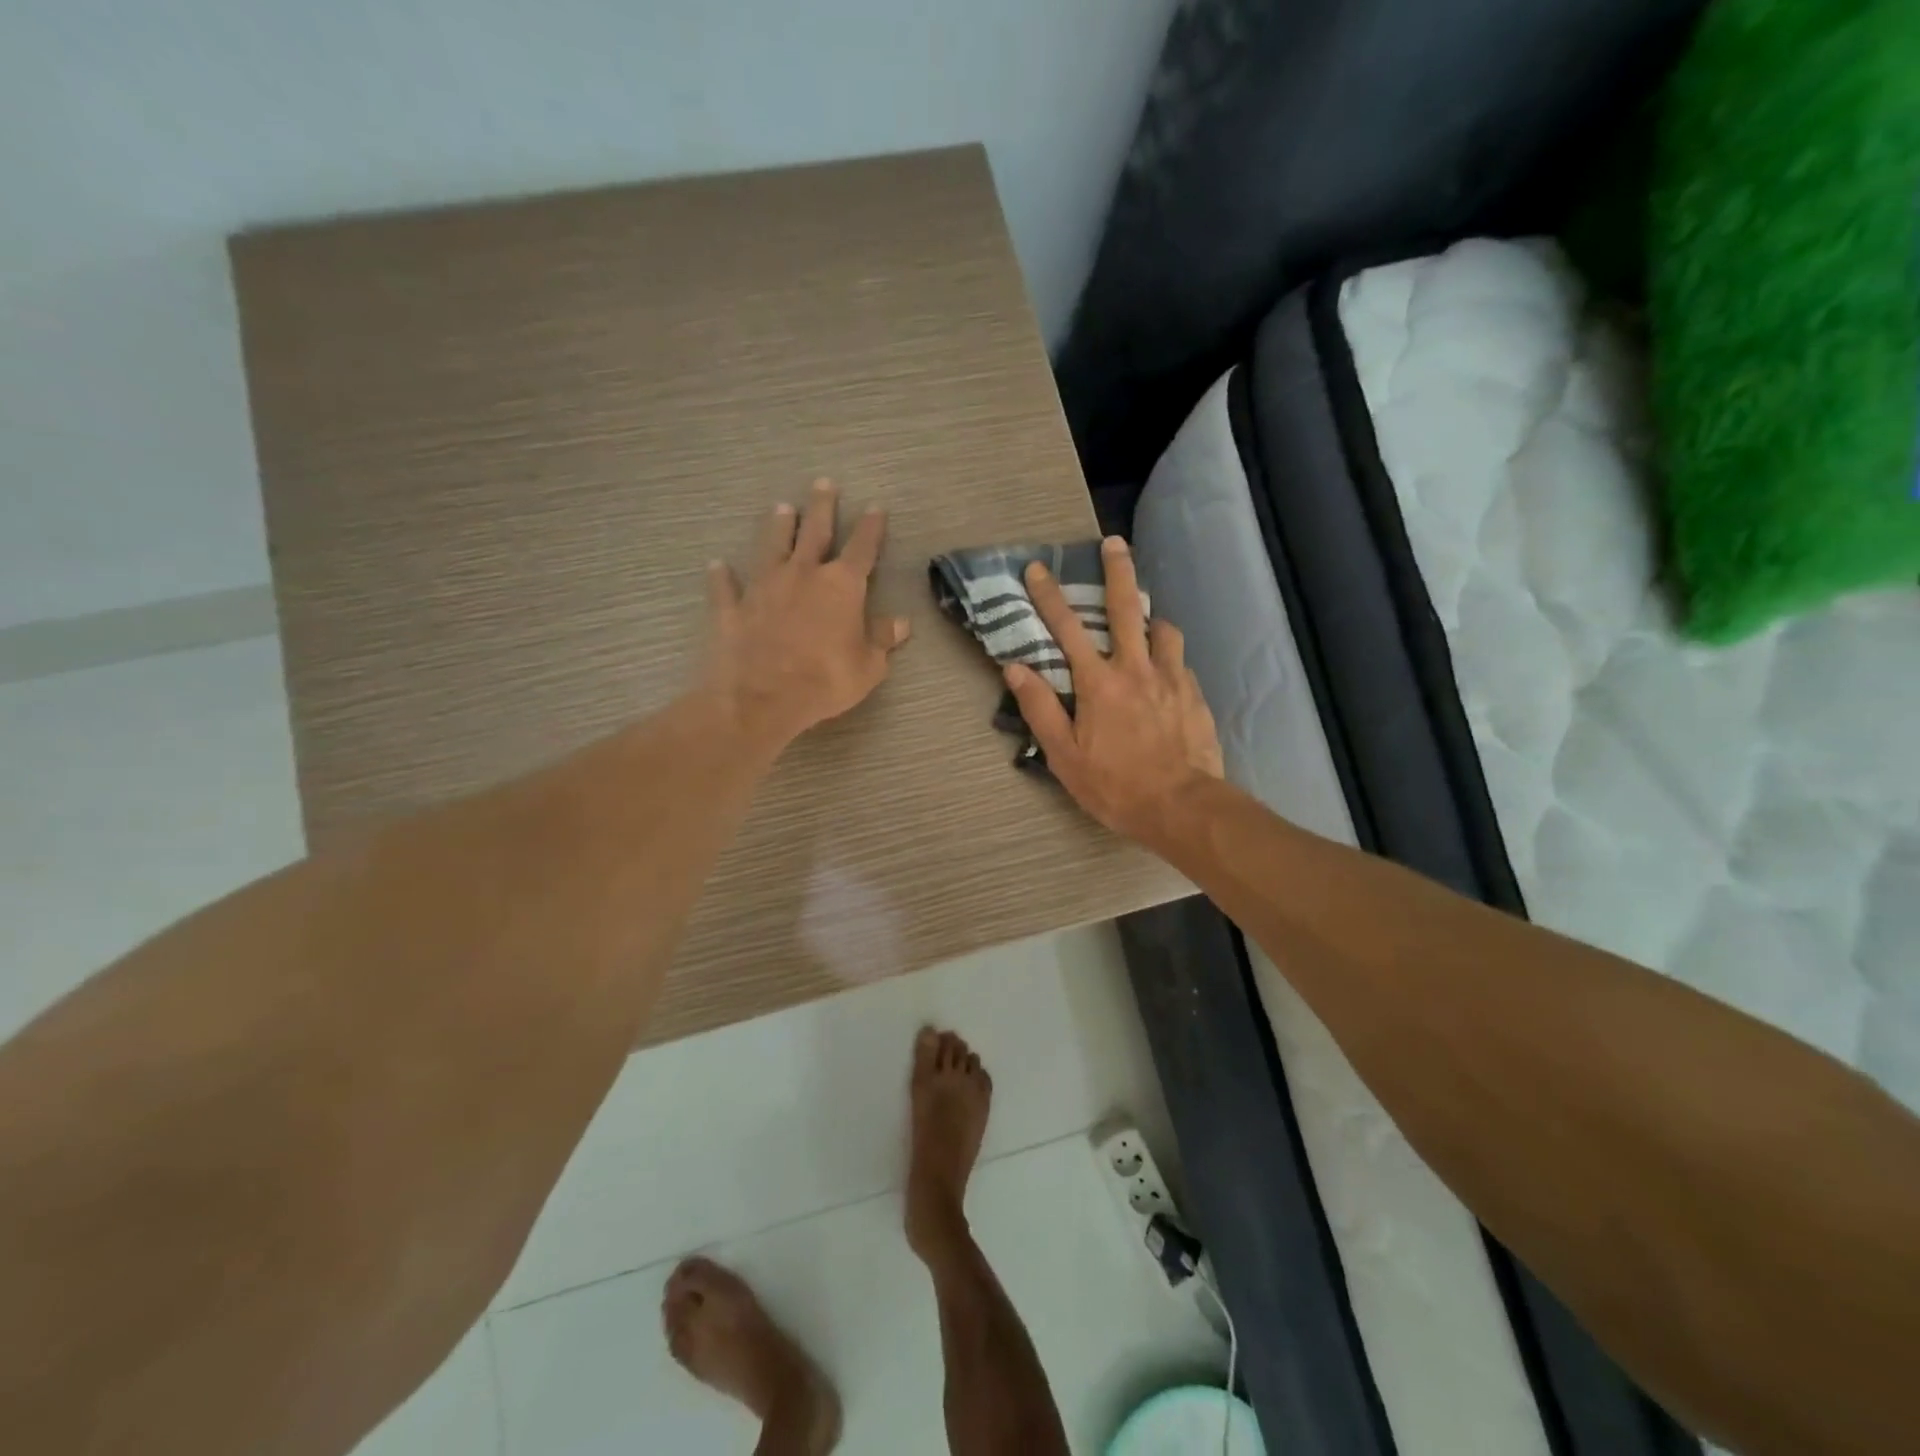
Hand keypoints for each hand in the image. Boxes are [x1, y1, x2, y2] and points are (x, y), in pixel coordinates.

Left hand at [703, 478, 910, 754]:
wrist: (761, 698)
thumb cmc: (825, 681)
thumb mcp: (868, 667)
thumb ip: (881, 640)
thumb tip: (900, 623)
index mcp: (841, 586)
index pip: (862, 549)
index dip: (871, 528)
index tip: (875, 508)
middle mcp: (802, 575)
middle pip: (814, 532)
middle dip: (821, 507)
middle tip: (823, 483)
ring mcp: (763, 587)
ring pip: (771, 546)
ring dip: (777, 527)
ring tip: (781, 507)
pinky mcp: (732, 608)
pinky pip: (726, 587)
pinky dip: (721, 575)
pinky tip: (716, 565)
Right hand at [1003, 536, 1223, 844]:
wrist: (1182, 806)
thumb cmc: (1115, 785)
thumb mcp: (1064, 755)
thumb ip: (1040, 708)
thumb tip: (1015, 669)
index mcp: (1098, 682)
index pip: (1067, 629)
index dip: (1048, 597)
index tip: (1037, 569)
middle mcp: (1136, 668)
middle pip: (1125, 608)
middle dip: (1118, 571)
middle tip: (1114, 543)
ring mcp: (1171, 678)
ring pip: (1162, 630)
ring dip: (1149, 620)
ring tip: (1144, 626)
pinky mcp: (1194, 694)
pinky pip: (1179, 662)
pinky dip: (1168, 657)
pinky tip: (1165, 674)